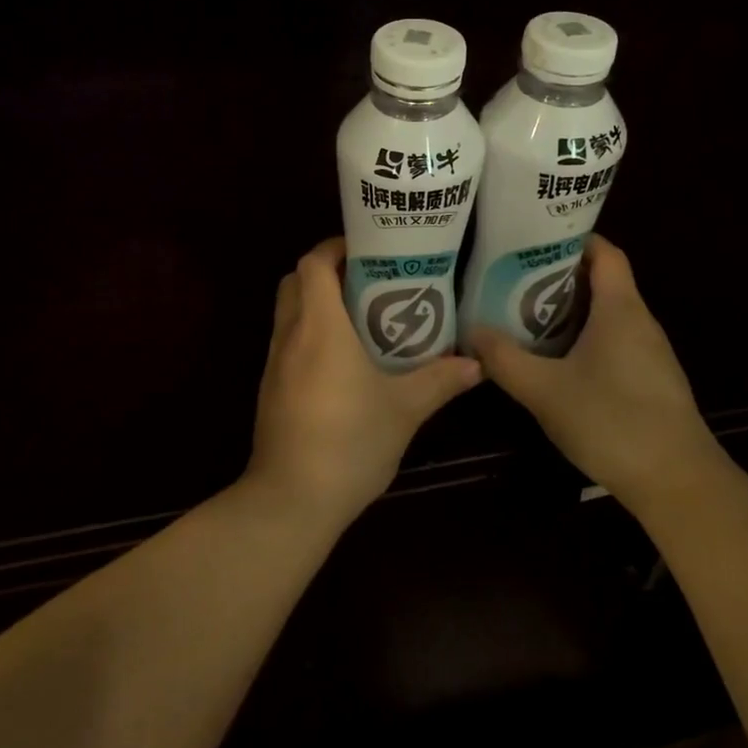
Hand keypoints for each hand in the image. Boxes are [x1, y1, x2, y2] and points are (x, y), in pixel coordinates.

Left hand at [248, 237, 481, 525]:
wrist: (291, 500)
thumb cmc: (349, 442)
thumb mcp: (404, 410)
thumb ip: (439, 381)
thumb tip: (476, 364)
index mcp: (320, 327)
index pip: (314, 263)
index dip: (335, 247)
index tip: (367, 250)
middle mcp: (290, 335)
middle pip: (295, 280)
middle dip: (326, 271)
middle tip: (368, 280)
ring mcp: (274, 363)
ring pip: (288, 311)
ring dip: (316, 303)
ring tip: (361, 315)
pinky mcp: (271, 388)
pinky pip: (287, 341)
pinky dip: (309, 333)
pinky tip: (343, 359)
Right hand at [470, 235, 720, 510]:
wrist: (678, 483)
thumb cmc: (612, 421)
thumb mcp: (545, 390)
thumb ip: (504, 360)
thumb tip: (470, 332)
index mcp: (621, 308)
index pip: (605, 252)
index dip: (572, 238)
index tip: (533, 239)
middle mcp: (639, 321)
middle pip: (601, 280)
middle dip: (557, 275)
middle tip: (512, 276)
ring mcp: (648, 352)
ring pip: (605, 314)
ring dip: (568, 309)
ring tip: (523, 312)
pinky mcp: (649, 380)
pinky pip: (612, 341)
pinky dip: (582, 337)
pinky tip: (554, 358)